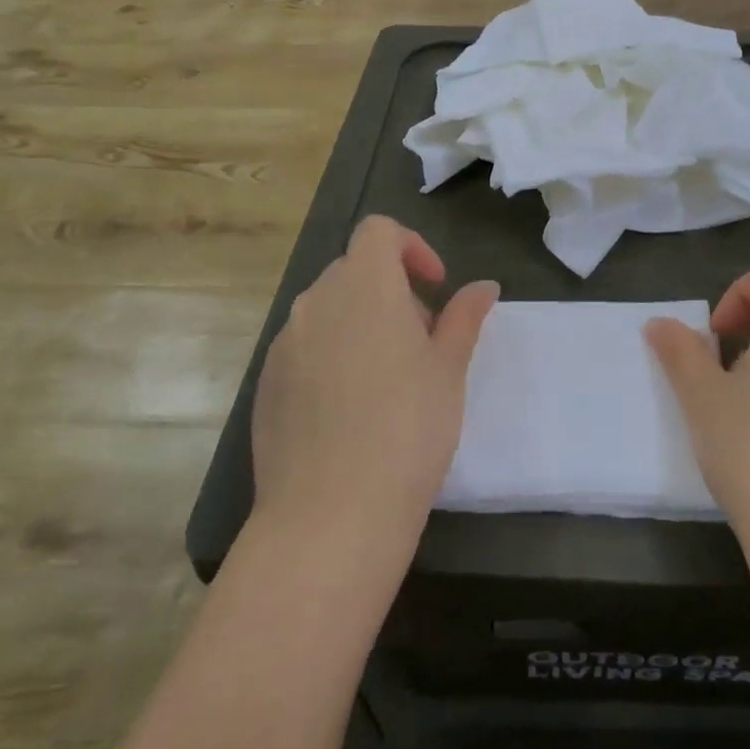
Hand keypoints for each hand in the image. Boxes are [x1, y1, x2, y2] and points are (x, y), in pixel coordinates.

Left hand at [251, 217, 496, 555]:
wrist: (330, 516)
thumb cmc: (407, 428)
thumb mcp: (449, 368)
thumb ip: (464, 317)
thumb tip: (484, 286)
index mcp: (364, 285)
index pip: (379, 231)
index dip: (411, 247)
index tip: (435, 288)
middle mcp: (316, 302)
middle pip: (354, 271)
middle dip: (392, 291)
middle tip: (422, 341)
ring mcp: (284, 344)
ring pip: (328, 311)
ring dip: (361, 323)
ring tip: (389, 379)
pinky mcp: (265, 385)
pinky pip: (304, 349)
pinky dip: (331, 357)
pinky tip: (350, 411)